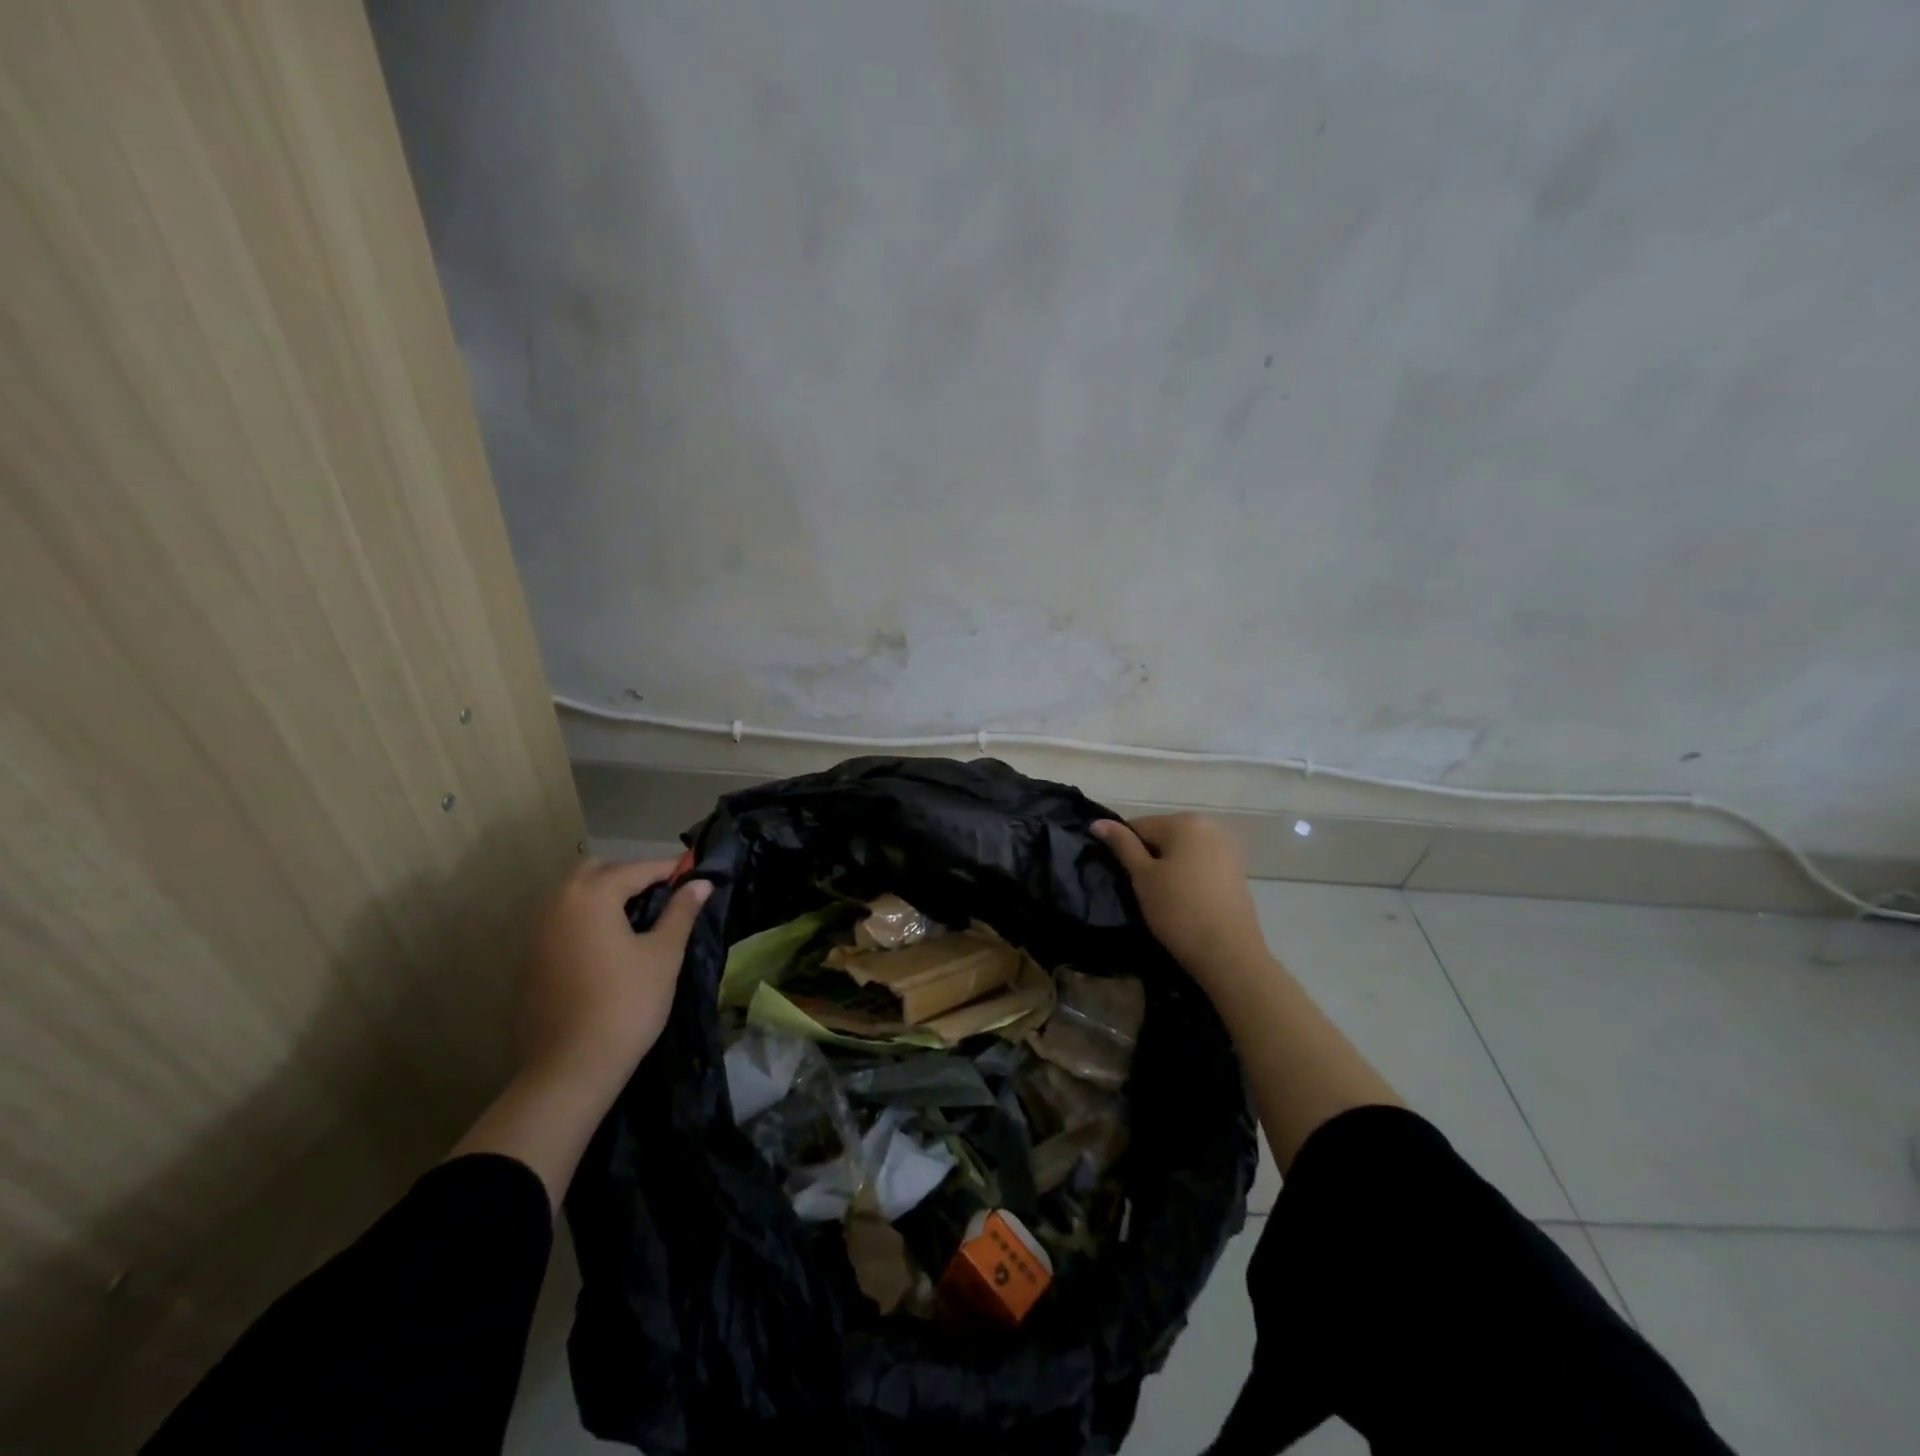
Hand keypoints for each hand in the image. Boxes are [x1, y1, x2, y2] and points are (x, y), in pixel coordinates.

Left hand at [521, 857, 711, 1087]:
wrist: (572, 1067)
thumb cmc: (627, 1003)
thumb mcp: (663, 954)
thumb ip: (681, 912)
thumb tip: (701, 883)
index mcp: (591, 896)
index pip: (637, 869)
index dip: (669, 869)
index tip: (695, 871)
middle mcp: (558, 904)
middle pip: (597, 871)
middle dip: (630, 875)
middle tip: (663, 894)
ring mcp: (538, 932)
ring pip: (575, 894)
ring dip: (606, 894)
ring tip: (639, 916)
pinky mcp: (531, 959)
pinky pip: (562, 920)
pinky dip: (587, 918)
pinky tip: (610, 943)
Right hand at [1092, 814, 1268, 995]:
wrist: (1228, 953)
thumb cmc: (1179, 910)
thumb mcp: (1143, 876)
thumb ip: (1121, 845)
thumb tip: (1098, 822)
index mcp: (1185, 821)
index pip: (1138, 826)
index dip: (1124, 851)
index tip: (1123, 877)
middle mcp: (1209, 826)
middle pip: (1162, 836)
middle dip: (1148, 858)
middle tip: (1141, 890)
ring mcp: (1227, 848)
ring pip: (1181, 851)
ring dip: (1168, 867)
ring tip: (1162, 898)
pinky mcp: (1236, 870)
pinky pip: (1200, 864)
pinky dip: (1187, 876)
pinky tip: (1184, 901)